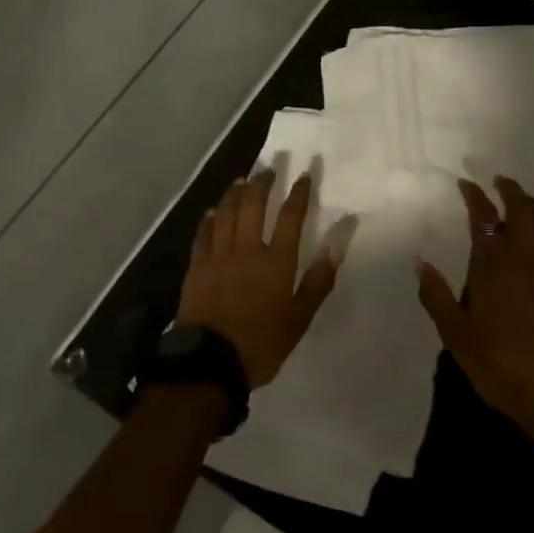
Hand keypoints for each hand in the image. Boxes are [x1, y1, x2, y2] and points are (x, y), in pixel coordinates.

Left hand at [177, 170, 342, 388]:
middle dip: (263, 183)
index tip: (305, 174)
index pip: (291, 217)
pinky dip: (208, 220)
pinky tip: (212, 211)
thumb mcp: (299, 318)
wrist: (210, 364)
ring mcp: (217, 257)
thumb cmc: (261, 343)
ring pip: (226, 214)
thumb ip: (318, 281)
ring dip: (234, 193)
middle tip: (269, 168)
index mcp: (276, 262)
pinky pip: (202, 235)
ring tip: (242, 180)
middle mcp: (246, 250)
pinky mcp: (196, 268)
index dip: (299, 193)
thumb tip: (337, 245)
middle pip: (254, 206)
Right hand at [414, 176, 533, 444]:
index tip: (466, 183)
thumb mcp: (454, 332)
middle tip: (499, 181)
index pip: (483, 215)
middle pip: (521, 208)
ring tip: (521, 201)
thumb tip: (419, 261)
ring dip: (531, 204)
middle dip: (509, 189)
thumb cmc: (497, 362)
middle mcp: (524, 256)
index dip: (474, 195)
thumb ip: (436, 294)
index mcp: (492, 263)